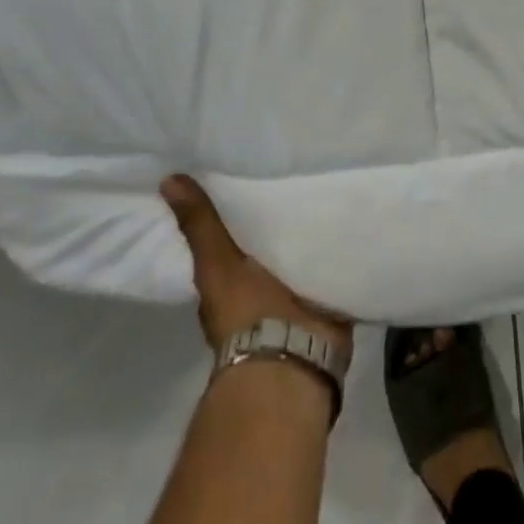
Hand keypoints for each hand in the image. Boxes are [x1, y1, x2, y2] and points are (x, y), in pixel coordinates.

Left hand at [160, 174, 353, 358]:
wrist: (291, 354)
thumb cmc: (247, 310)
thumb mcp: (218, 263)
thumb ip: (200, 225)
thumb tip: (167, 179)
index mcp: (231, 279)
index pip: (234, 234)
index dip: (240, 208)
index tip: (254, 171)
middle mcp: (261, 285)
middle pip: (272, 242)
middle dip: (283, 217)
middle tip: (301, 169)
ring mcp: (297, 293)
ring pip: (305, 252)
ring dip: (314, 231)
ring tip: (334, 182)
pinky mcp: (330, 295)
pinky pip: (336, 263)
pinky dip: (342, 246)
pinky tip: (356, 215)